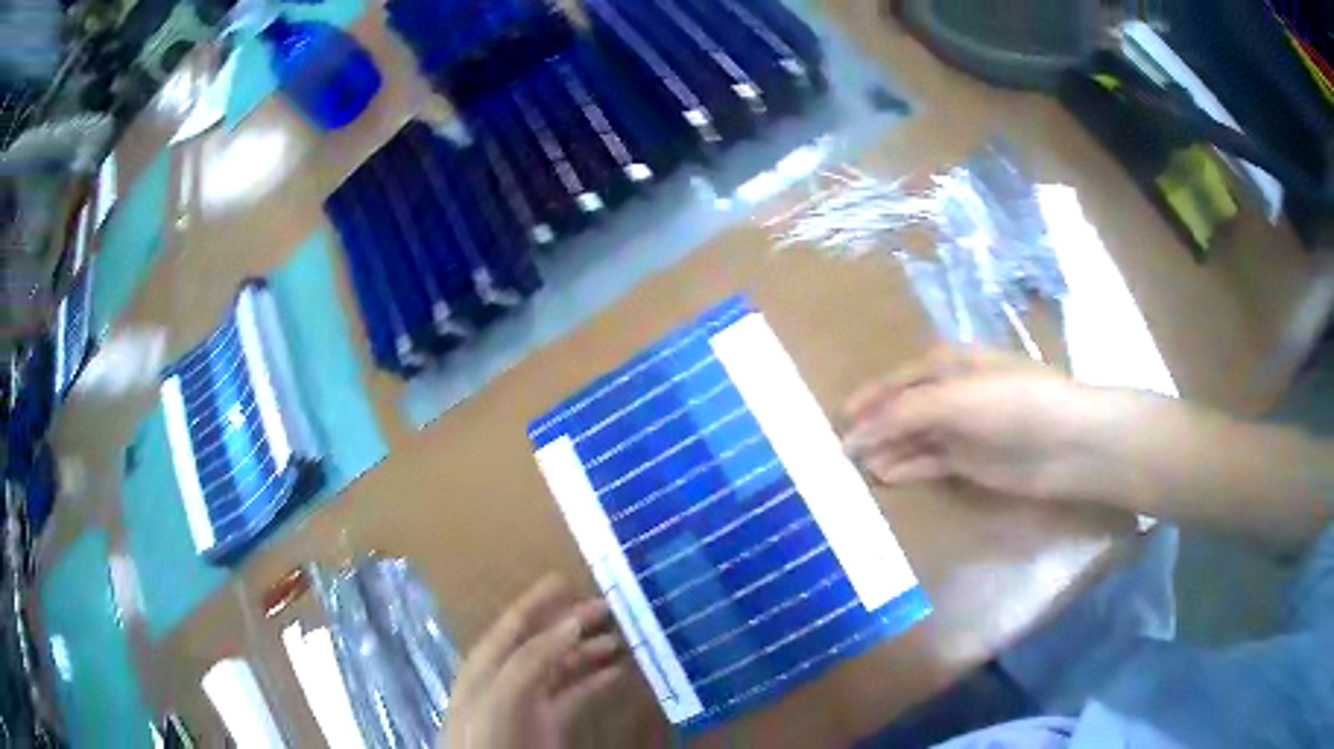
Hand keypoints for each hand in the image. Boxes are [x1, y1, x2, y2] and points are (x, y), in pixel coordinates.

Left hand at [444, 576, 624, 748]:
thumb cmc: (488, 733)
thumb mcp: (503, 692)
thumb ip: (533, 657)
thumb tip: (572, 621)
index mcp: (487, 663)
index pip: (514, 623)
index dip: (539, 600)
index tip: (569, 578)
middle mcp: (508, 677)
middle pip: (543, 642)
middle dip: (573, 623)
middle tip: (610, 606)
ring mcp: (530, 702)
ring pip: (562, 667)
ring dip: (589, 651)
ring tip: (622, 638)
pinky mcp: (549, 724)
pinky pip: (576, 696)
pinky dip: (596, 682)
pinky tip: (619, 673)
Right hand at [842, 346, 1128, 503]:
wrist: (1068, 442)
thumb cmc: (1013, 404)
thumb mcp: (956, 399)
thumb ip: (903, 415)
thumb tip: (853, 437)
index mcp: (950, 364)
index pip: (899, 379)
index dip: (870, 397)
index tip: (838, 418)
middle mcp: (953, 393)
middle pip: (904, 409)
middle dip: (874, 426)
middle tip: (840, 451)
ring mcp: (962, 429)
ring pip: (914, 438)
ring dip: (887, 450)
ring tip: (856, 469)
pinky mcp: (971, 461)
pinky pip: (929, 463)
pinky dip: (907, 468)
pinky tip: (885, 477)